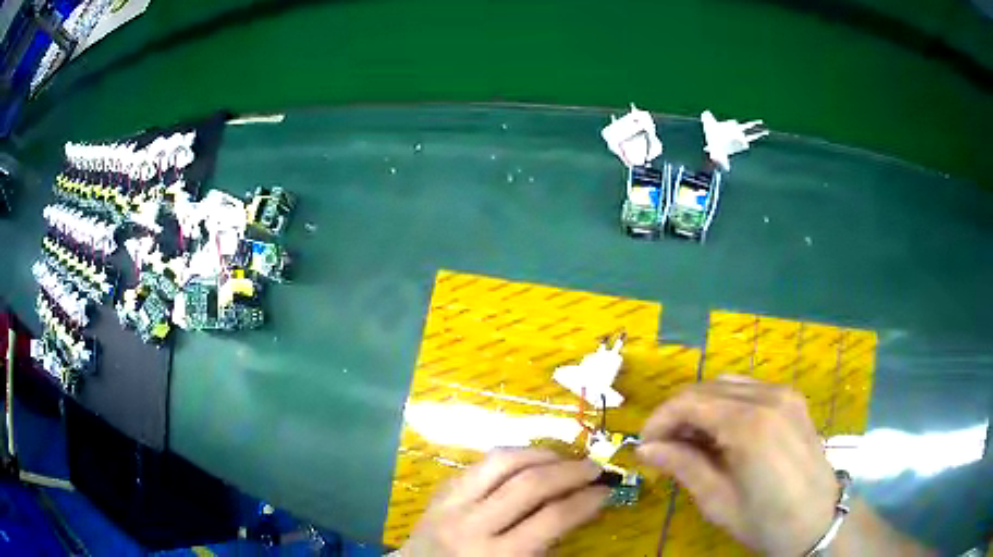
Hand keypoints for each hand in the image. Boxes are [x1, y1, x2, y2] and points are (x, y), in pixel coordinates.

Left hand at [401, 448, 608, 556]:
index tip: (606, 491)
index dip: (586, 501)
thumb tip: (583, 510)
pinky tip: (527, 462)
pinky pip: (479, 464)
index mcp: (497, 556)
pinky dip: (510, 457)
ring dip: (539, 454)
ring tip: (563, 458)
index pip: (551, 519)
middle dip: (569, 471)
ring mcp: (451, 504)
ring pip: (500, 462)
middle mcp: (472, 526)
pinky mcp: (440, 492)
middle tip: (593, 467)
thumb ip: (547, 546)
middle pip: (529, 484)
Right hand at [637, 377, 837, 556]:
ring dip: (701, 406)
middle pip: (706, 388)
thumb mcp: (718, 502)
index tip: (644, 444)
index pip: (689, 402)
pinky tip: (723, 433)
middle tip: (663, 446)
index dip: (659, 419)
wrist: (818, 521)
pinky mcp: (793, 399)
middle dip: (677, 413)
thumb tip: (646, 449)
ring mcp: (784, 394)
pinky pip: (749, 389)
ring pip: (727, 384)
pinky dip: (726, 404)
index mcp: (748, 425)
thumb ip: (683, 466)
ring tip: (690, 441)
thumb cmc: (766, 521)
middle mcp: (767, 398)